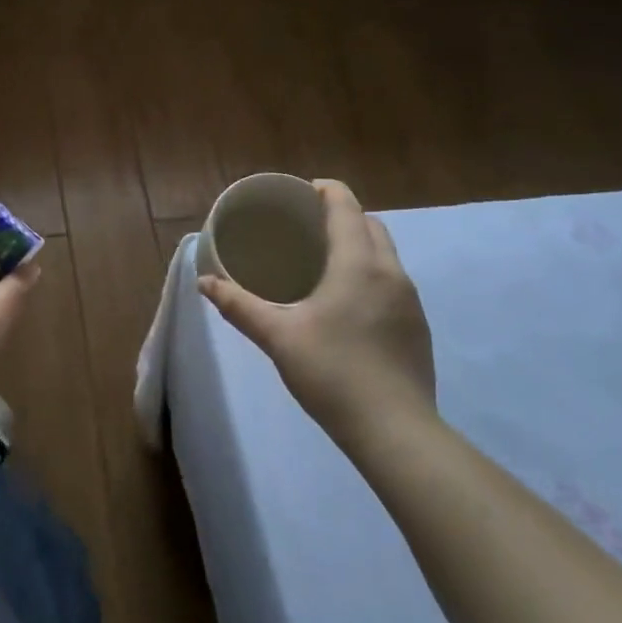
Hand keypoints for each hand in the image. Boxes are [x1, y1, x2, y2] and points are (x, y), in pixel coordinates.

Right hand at [198, 180, 435, 446]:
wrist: (395, 431)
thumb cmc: (332, 372)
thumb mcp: (277, 336)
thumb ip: (239, 305)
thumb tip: (204, 281)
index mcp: (357, 264)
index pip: (347, 207)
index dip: (326, 191)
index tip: (301, 192)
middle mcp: (390, 273)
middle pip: (371, 225)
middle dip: (342, 215)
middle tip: (306, 226)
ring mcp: (410, 301)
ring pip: (385, 254)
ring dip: (358, 245)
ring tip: (323, 261)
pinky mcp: (417, 327)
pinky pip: (392, 282)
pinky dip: (370, 274)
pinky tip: (346, 303)